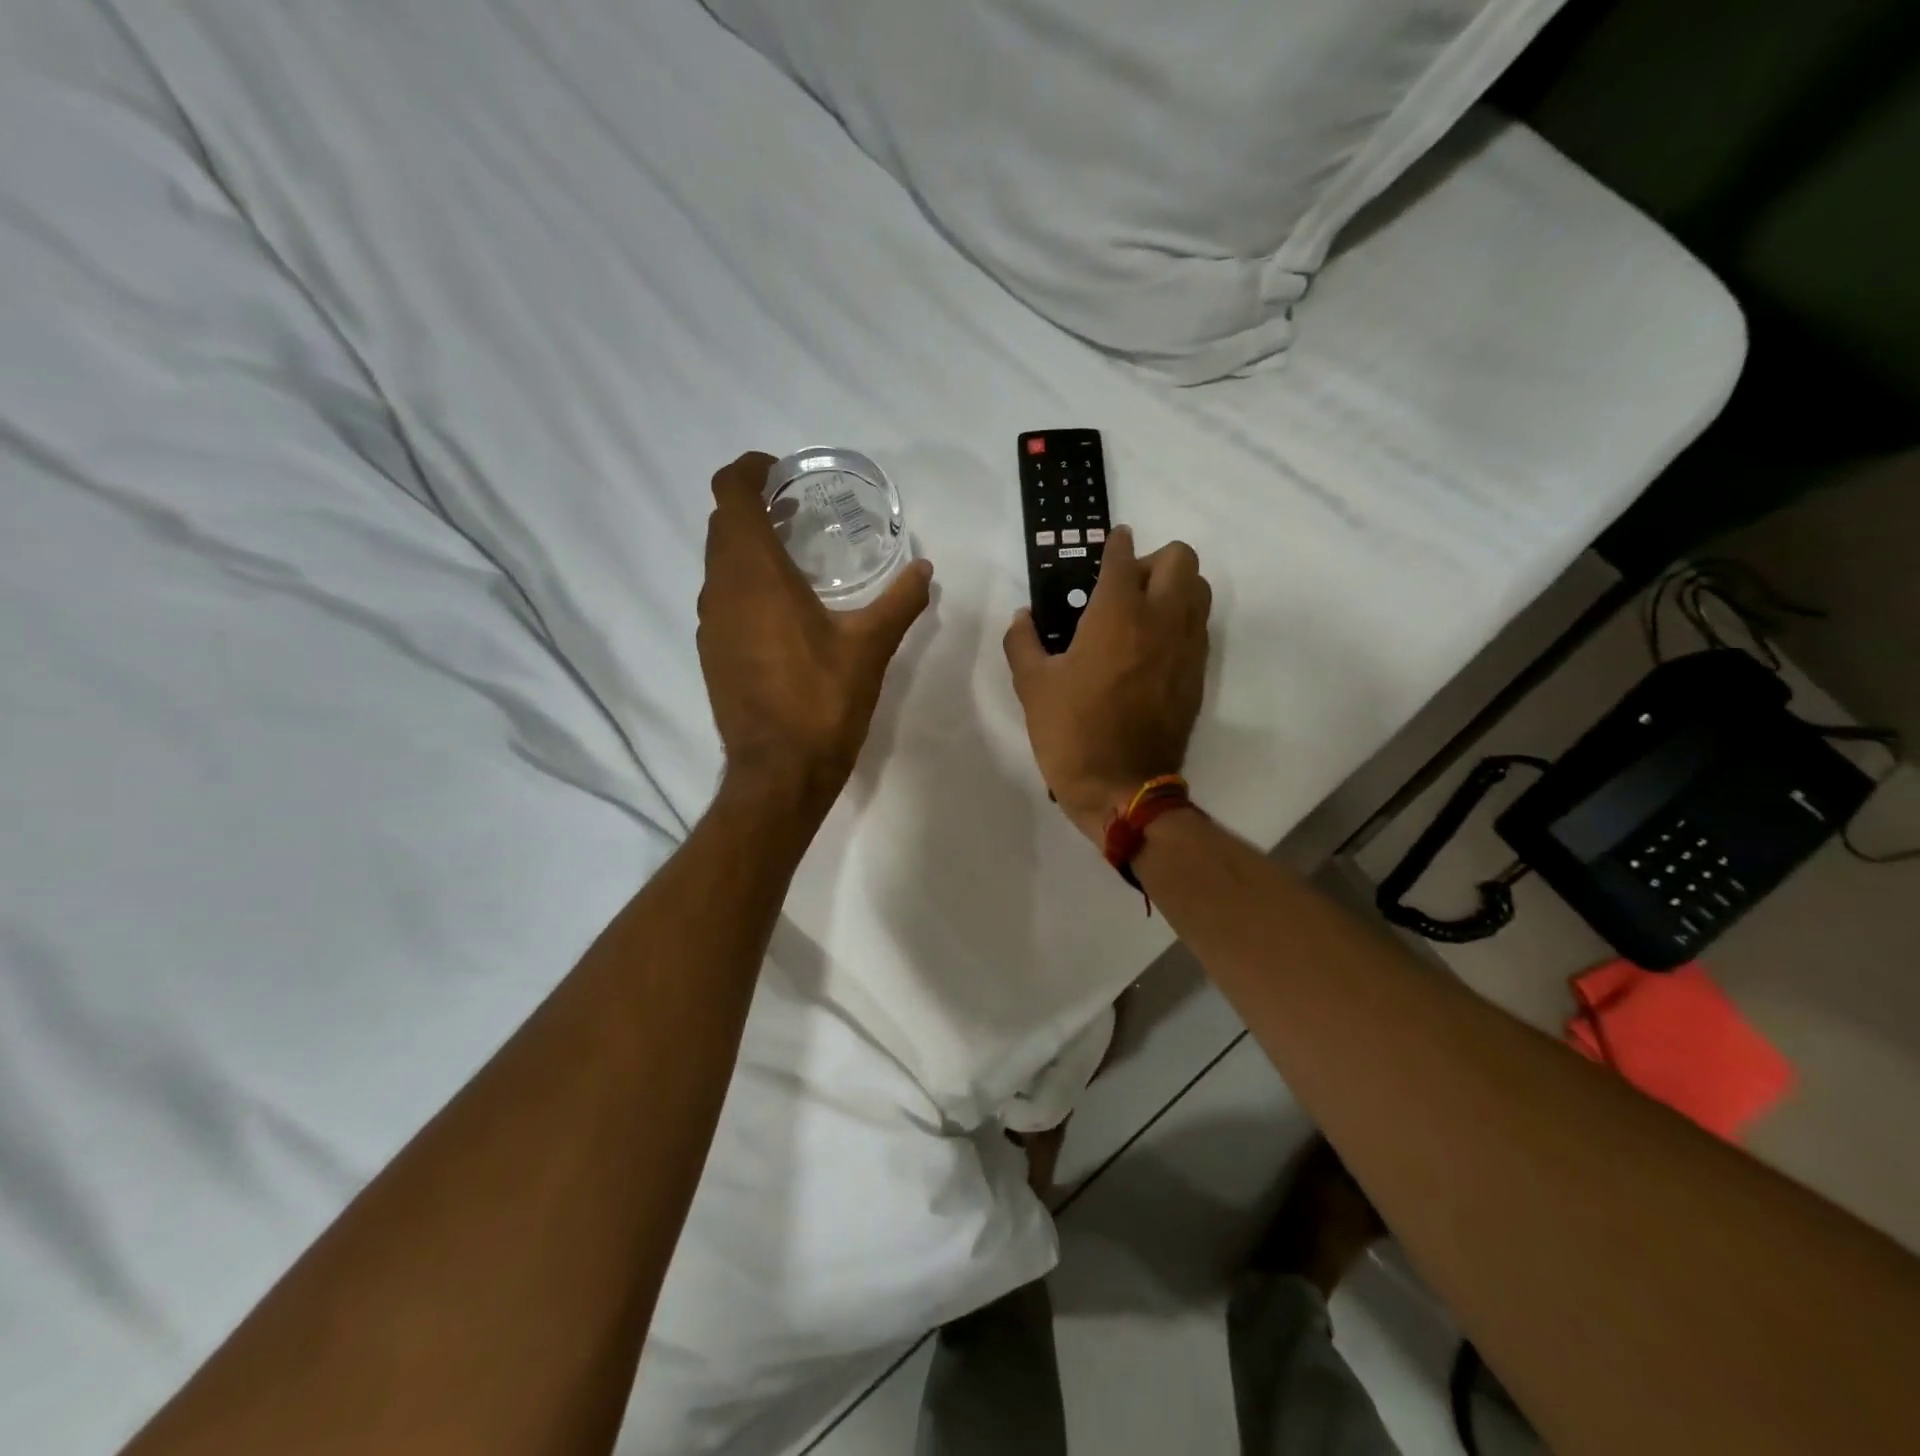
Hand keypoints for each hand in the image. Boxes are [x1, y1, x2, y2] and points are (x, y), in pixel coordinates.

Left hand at [698, 453, 933, 815]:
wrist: (779, 773)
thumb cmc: (823, 701)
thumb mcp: (870, 647)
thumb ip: (899, 601)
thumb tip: (924, 569)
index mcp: (755, 573)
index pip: (731, 492)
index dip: (750, 469)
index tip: (782, 472)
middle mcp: (720, 589)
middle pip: (723, 524)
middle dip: (755, 507)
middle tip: (799, 513)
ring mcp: (709, 622)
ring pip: (719, 562)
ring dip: (748, 547)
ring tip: (796, 558)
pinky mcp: (711, 651)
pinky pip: (721, 597)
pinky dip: (744, 584)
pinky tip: (783, 610)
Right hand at [1004, 527, 1210, 841]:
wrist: (1122, 788)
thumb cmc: (1072, 732)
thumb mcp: (1032, 685)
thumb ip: (1022, 641)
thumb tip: (1022, 617)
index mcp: (1117, 614)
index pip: (1123, 557)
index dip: (1115, 543)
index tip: (1110, 543)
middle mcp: (1162, 619)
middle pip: (1180, 558)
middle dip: (1152, 560)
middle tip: (1123, 588)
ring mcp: (1187, 647)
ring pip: (1199, 589)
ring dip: (1174, 587)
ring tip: (1141, 615)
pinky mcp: (1197, 674)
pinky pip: (1199, 627)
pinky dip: (1180, 621)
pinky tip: (1151, 649)